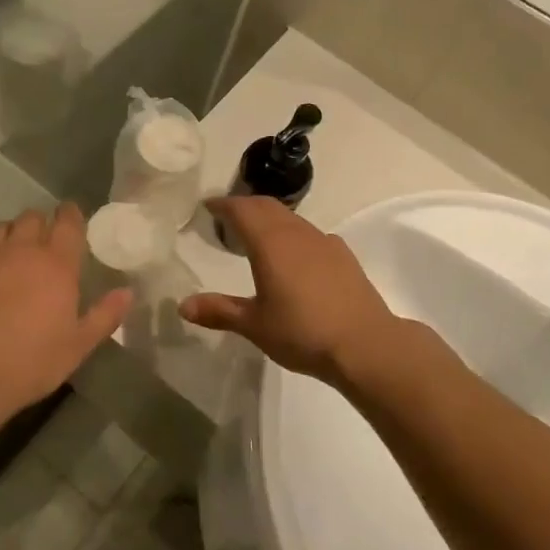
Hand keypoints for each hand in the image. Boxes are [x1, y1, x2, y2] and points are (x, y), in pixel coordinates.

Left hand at [0, 204, 132, 426]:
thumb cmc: (30, 363)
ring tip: (7, 258)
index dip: (71, 215)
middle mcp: (20, 249)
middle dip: (39, 226)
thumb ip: (105, 316)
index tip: (71, 217)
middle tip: (40, 245)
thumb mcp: (78, 347)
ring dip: (7, 238)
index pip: (68, 222)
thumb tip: (127, 292)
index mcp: (56, 264)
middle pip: (31, 218)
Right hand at [180, 197, 398, 384]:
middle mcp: (296, 233)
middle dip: (245, 206)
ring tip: (256, 235)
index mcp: (270, 243)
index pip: (242, 209)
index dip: (223, 204)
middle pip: (266, 206)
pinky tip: (294, 256)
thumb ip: (219, 311)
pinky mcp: (342, 255)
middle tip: (228, 217)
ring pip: (290, 218)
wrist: (366, 344)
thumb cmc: (302, 332)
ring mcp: (323, 241)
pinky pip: (310, 233)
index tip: (208, 206)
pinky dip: (292, 234)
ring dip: (269, 218)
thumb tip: (183, 305)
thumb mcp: (255, 325)